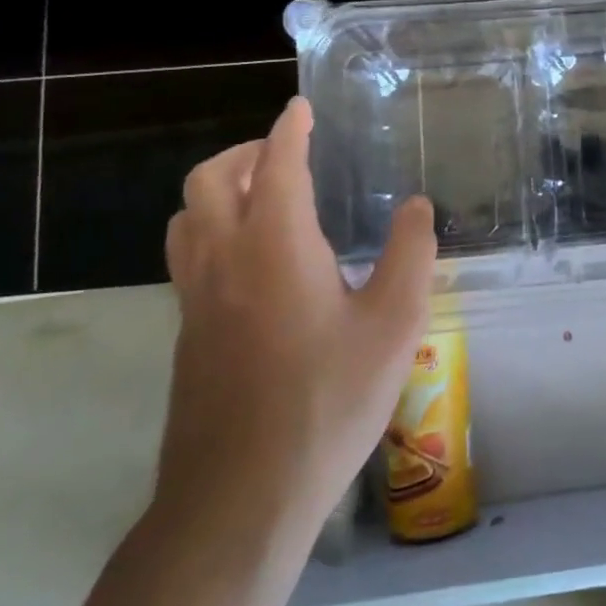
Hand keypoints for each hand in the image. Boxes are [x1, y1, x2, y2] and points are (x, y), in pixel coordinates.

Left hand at [161, 97, 436, 556]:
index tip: (301, 108)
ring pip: (189, 217)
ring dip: (222, 189)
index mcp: (275, 246)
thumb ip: (410, 254)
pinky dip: (213, 227)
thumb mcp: (394, 324)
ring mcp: (196, 299)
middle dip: (247, 152)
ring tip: (265, 197)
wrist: (241, 496)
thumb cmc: (328, 401)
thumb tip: (417, 206)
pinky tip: (255, 261)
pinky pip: (189, 254)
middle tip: (286, 153)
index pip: (278, 165)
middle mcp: (224, 259)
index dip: (291, 130)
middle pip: (212, 180)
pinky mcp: (188, 334)